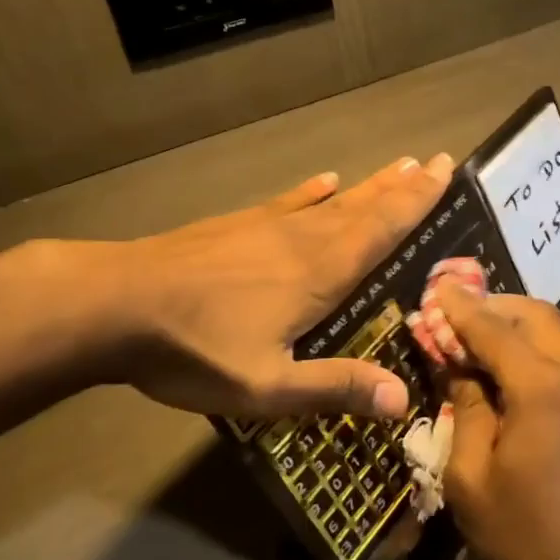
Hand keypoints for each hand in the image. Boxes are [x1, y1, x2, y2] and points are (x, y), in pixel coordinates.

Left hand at [102, 154, 453, 421]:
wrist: (115, 304)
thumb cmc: (195, 348)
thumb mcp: (266, 386)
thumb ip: (333, 387)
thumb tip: (403, 399)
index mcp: (320, 274)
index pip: (382, 230)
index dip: (417, 202)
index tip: (444, 171)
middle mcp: (304, 240)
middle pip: (365, 208)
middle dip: (403, 187)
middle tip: (436, 161)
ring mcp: (268, 227)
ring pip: (333, 202)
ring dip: (370, 185)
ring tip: (398, 166)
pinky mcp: (236, 226)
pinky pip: (288, 202)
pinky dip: (312, 191)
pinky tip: (324, 180)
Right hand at [433, 285, 559, 559]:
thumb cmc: (527, 533)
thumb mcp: (471, 477)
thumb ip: (466, 408)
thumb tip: (462, 369)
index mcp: (544, 387)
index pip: (494, 327)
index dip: (461, 307)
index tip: (438, 286)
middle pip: (536, 314)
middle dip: (496, 306)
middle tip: (460, 315)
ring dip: (521, 327)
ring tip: (486, 341)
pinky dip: (544, 351)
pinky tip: (522, 372)